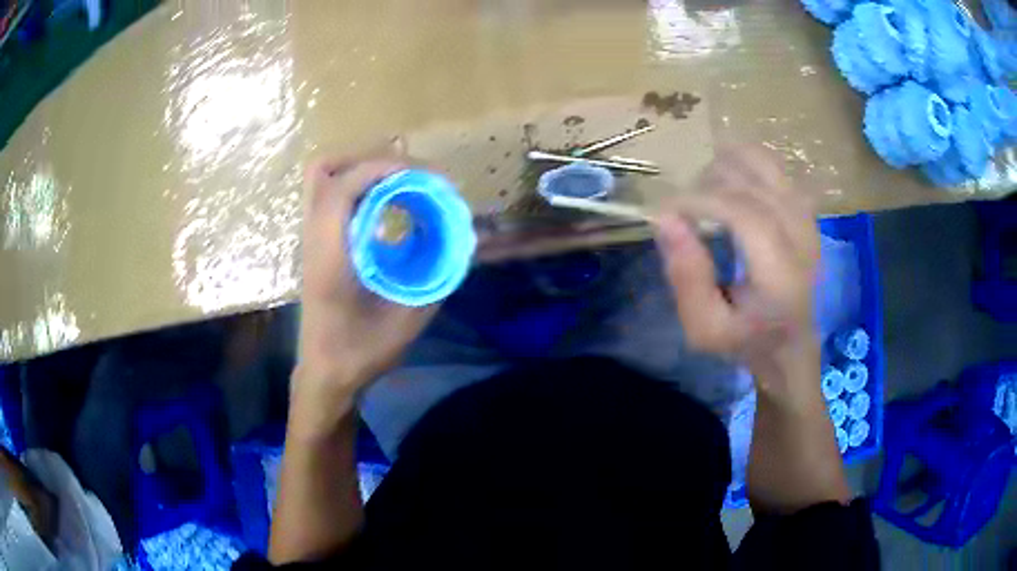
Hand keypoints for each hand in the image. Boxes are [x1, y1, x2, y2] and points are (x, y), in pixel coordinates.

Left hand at [296, 149, 437, 418]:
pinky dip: (362, 185)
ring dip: (365, 168)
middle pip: (324, 169)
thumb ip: (436, 276)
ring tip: (404, 181)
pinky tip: (390, 204)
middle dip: (370, 158)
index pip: (340, 189)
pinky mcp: (319, 242)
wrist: (325, 374)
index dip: (380, 168)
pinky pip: (334, 194)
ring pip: (324, 176)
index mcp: (329, 258)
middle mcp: (315, 239)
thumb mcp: (406, 321)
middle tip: (412, 174)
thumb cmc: (360, 353)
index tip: (423, 175)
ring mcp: (312, 238)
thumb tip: (461, 240)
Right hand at [655, 146, 819, 397]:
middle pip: (752, 184)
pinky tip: (728, 178)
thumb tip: (664, 218)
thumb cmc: (746, 338)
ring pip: (766, 165)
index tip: (666, 210)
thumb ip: (686, 278)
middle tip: (683, 209)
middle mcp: (802, 239)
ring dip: (726, 165)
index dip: (700, 200)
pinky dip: (745, 163)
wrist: (791, 342)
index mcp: (781, 276)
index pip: (744, 213)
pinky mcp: (806, 210)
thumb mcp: (704, 328)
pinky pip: (775, 167)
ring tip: (704, 188)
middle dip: (707, 184)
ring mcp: (808, 219)